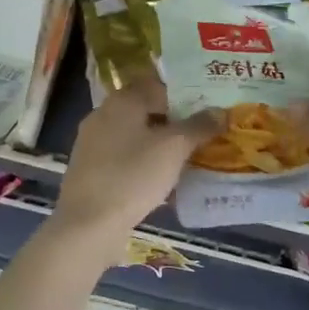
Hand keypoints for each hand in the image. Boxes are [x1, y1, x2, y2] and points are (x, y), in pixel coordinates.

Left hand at [54, 70, 222, 235]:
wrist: (87, 224)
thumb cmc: (133, 175)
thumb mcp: (174, 148)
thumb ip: (199, 126)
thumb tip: (221, 111)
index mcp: (122, 100)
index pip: (158, 85)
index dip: (185, 94)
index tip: (209, 108)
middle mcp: (104, 114)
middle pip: (147, 110)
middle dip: (175, 121)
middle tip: (204, 133)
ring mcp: (93, 143)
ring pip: (136, 136)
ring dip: (160, 144)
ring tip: (188, 158)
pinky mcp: (91, 170)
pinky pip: (125, 158)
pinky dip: (145, 163)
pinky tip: (163, 181)